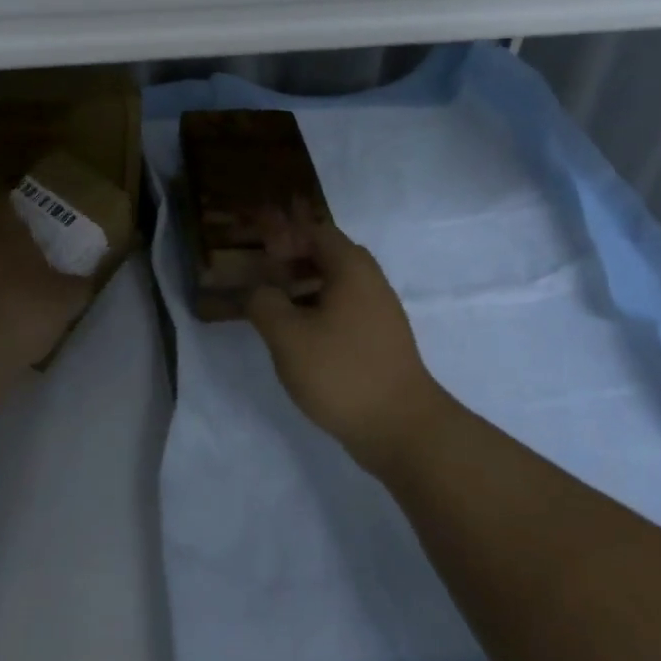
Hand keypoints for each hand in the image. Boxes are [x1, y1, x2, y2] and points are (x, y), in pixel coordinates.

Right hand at [247, 209, 453, 474]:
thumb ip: (264, 303)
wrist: (401, 428)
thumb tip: (259, 291)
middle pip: (332, 255)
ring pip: (340, 285)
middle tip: (268, 276)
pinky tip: (302, 337)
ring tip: (278, 307)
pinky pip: (348, 310)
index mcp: (351, 270)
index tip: (261, 253)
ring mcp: (381, 314)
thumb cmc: (340, 372)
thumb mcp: (287, 336)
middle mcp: (371, 283)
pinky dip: (322, 310)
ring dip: (308, 286)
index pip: (317, 232)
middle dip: (297, 259)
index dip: (287, 236)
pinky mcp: (382, 342)